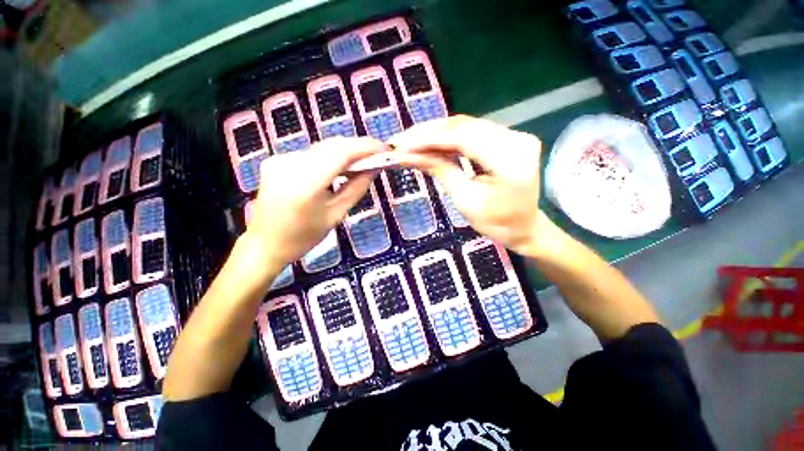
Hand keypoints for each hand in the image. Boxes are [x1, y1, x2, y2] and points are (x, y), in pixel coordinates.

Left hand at [244, 137, 385, 271]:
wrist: (265, 243)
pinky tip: (338, 168)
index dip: (366, 147)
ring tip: (362, 162)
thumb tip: (375, 167)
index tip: (385, 149)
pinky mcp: (276, 160)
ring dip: (345, 152)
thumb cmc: (304, 236)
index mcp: (306, 184)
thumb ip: (357, 187)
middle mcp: (290, 164)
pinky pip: (311, 154)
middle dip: (358, 147)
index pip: (341, 153)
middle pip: (332, 146)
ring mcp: (280, 160)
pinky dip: (329, 158)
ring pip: (322, 148)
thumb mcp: (336, 214)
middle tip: (378, 155)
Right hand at [392, 115, 546, 255]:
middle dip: (429, 132)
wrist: (524, 227)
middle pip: (465, 126)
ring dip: (437, 133)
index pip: (463, 138)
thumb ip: (439, 170)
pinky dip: (449, 137)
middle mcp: (517, 139)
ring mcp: (515, 135)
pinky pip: (473, 132)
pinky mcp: (509, 137)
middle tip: (401, 141)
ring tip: (411, 141)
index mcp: (511, 160)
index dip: (429, 138)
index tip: (401, 144)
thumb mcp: (464, 200)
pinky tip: (431, 141)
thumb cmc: (496, 222)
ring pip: (467, 125)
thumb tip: (407, 154)